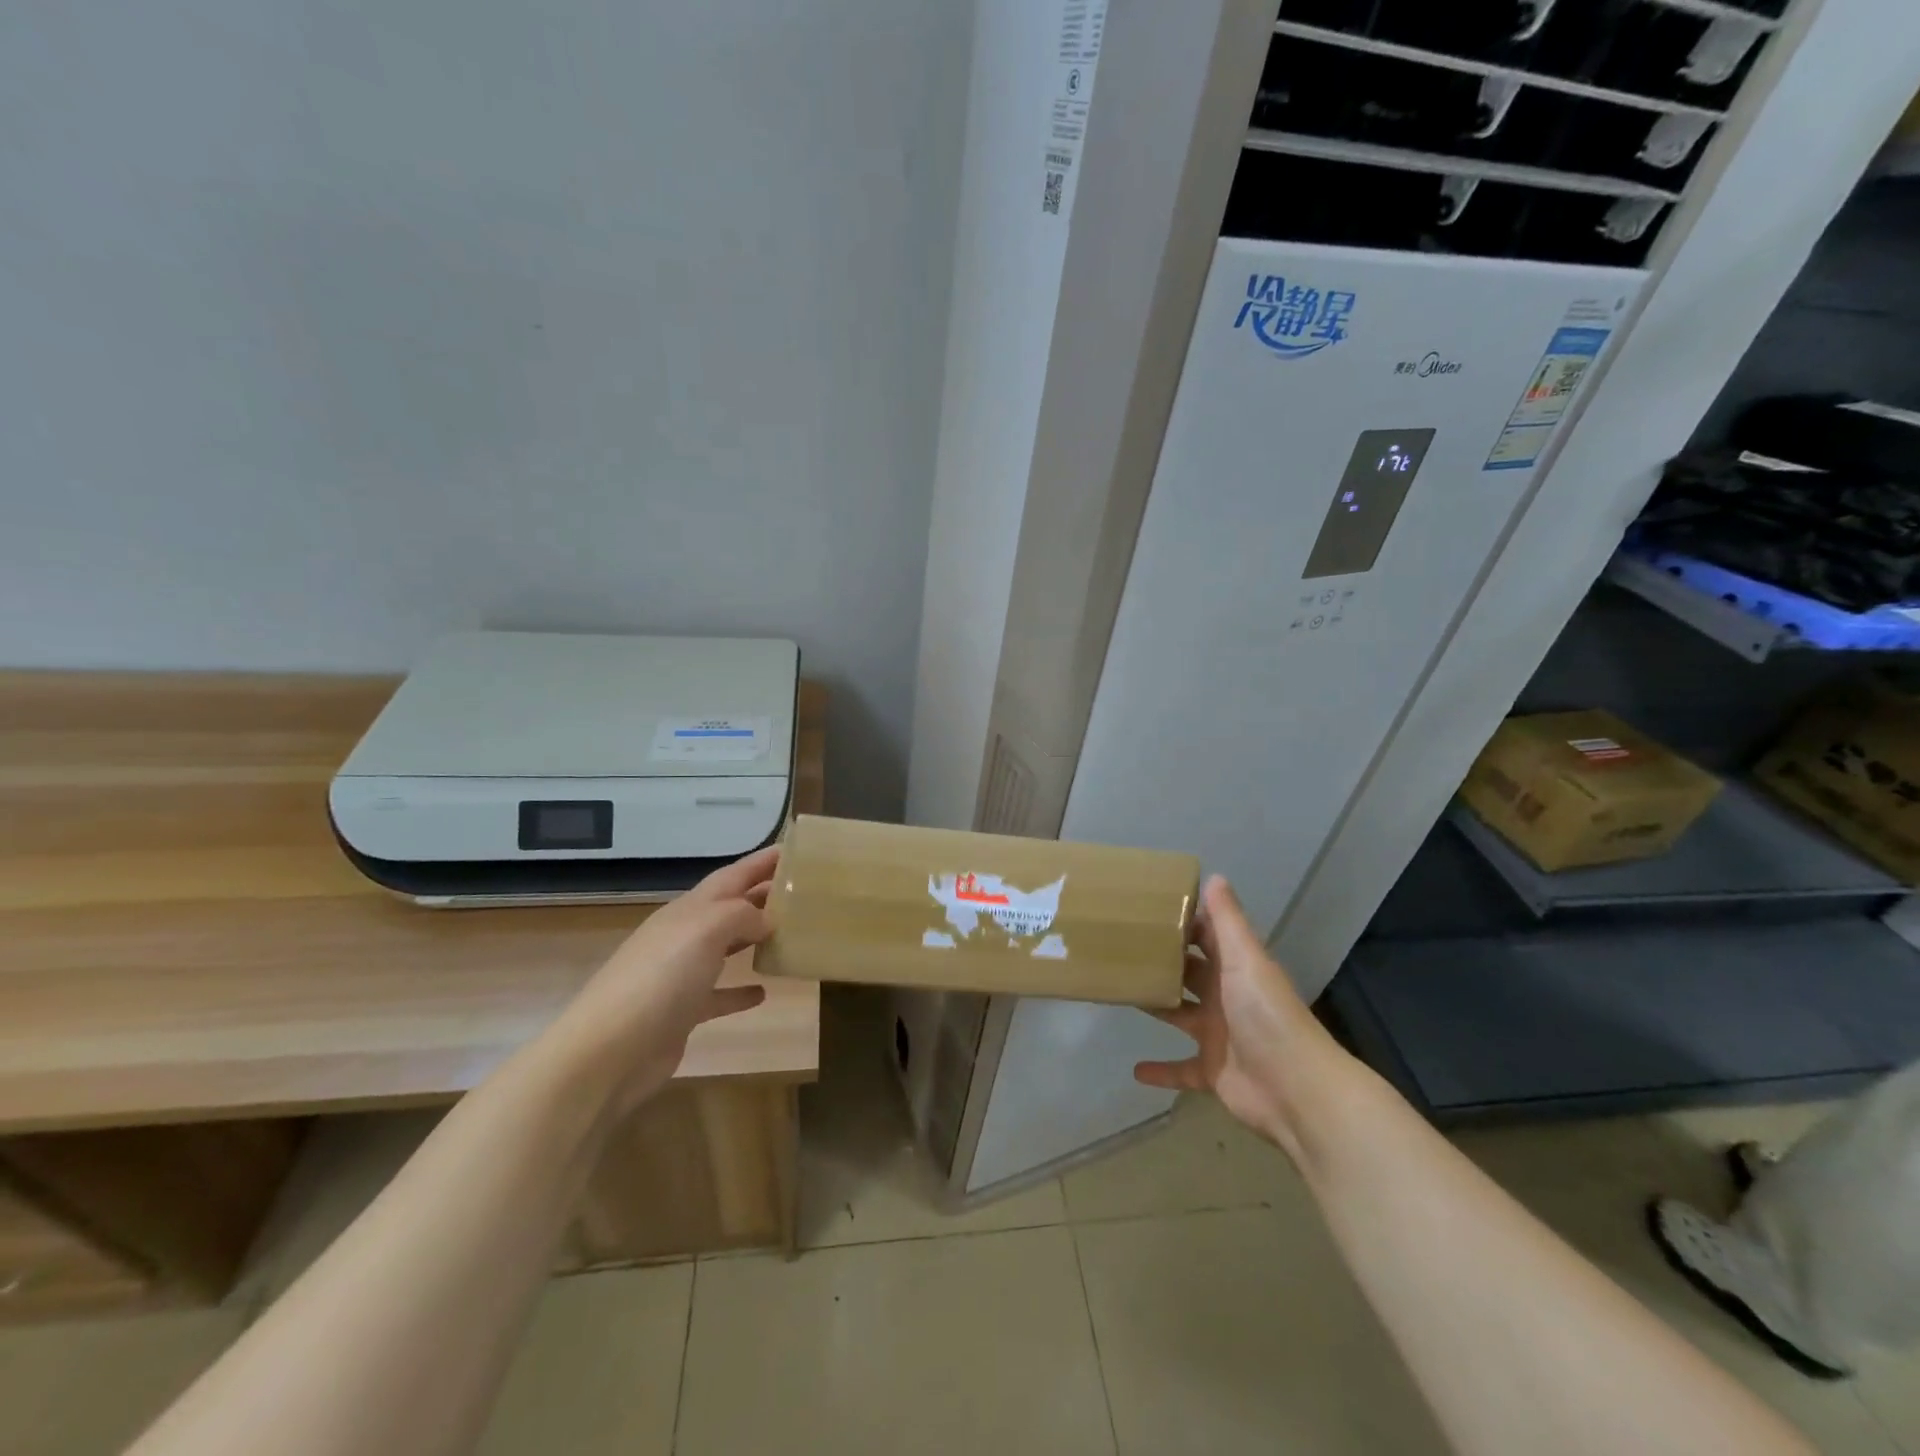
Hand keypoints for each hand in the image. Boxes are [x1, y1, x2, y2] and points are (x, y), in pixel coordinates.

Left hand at [557, 844, 780, 1113]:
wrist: (610, 1051)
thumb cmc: (661, 978)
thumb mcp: (706, 930)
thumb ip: (741, 914)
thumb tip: (767, 919)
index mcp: (689, 909)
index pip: (732, 875)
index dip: (762, 861)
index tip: (795, 849)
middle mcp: (684, 936)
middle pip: (730, 908)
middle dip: (763, 895)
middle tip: (803, 891)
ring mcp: (681, 975)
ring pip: (725, 947)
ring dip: (754, 939)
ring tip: (790, 935)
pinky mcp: (683, 1013)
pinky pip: (718, 995)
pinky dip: (740, 991)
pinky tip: (763, 992)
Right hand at [1133, 875, 1343, 1160]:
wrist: (1297, 1089)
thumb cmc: (1267, 1015)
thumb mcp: (1246, 960)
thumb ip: (1227, 922)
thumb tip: (1215, 876)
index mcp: (1236, 969)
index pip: (1207, 937)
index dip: (1182, 924)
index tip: (1145, 910)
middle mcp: (1226, 998)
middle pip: (1190, 974)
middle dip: (1163, 962)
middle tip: (1121, 947)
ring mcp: (1218, 1036)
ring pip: (1180, 1015)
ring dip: (1156, 1006)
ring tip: (1120, 991)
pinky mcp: (1211, 1071)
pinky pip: (1180, 1068)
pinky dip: (1160, 1070)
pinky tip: (1133, 1069)